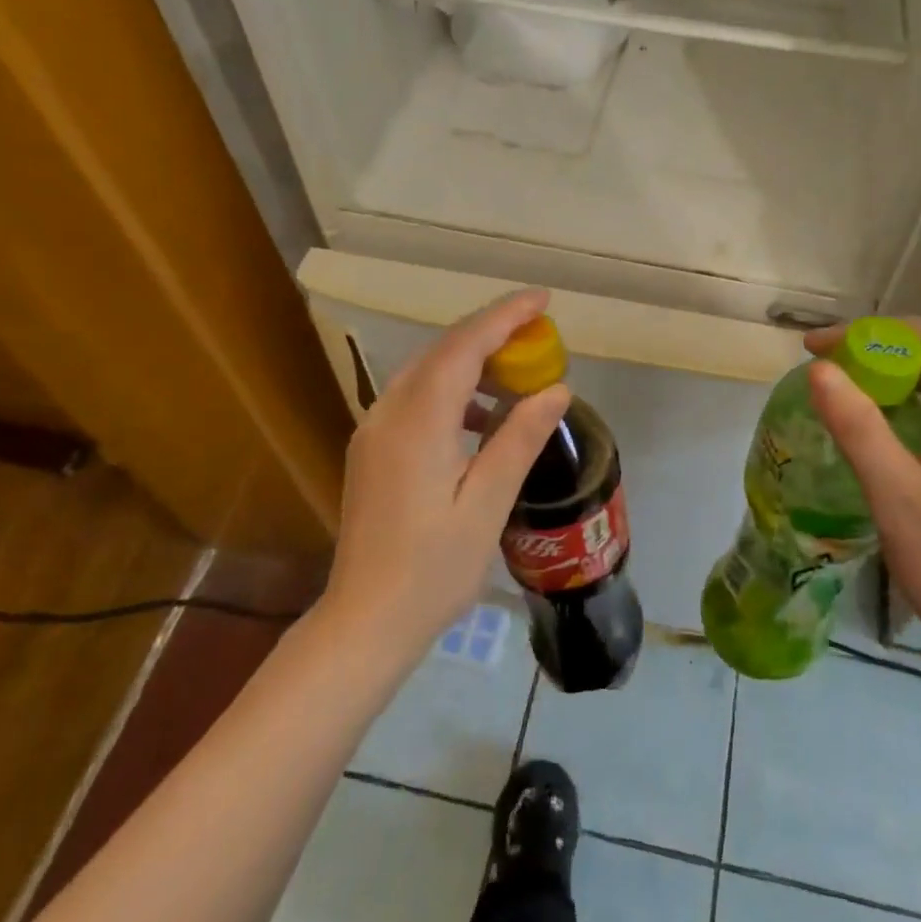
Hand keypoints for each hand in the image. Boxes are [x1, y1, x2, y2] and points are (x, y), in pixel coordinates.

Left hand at [324, 289, 571, 658]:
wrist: (364, 621)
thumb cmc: (433, 569)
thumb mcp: (488, 504)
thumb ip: (519, 439)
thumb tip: (556, 389)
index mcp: (418, 422)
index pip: (464, 346)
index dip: (505, 316)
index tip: (542, 299)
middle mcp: (388, 412)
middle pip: (442, 350)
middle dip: (491, 331)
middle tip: (538, 330)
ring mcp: (374, 430)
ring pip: (427, 371)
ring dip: (471, 360)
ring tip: (517, 370)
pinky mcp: (372, 448)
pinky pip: (416, 397)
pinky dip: (452, 390)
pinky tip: (481, 417)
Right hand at [805, 319, 920, 693]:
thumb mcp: (895, 496)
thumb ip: (858, 427)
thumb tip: (821, 369)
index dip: (867, 332)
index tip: (816, 350)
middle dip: (877, 351)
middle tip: (824, 371)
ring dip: (893, 378)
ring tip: (844, 396)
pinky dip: (910, 406)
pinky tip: (882, 434)